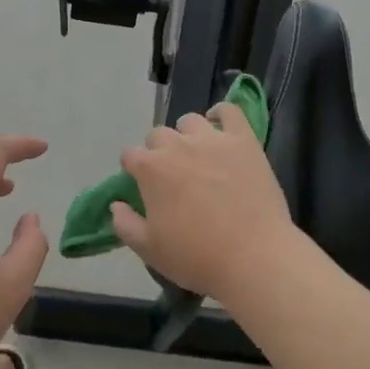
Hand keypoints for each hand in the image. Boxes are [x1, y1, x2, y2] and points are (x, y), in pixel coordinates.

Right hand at [110, 103, 298, 304]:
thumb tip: (116, 204)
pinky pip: (230, 111)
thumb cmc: (196, 256)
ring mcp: (212, 139)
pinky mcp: (243, 140)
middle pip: (158, 135)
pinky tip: (221, 130)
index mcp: (151, 169)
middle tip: (173, 177)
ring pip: (190, 121)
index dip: (134, 170)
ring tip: (198, 156)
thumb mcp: (149, 249)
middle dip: (159, 152)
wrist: (253, 257)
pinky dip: (222, 114)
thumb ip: (124, 224)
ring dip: (187, 135)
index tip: (143, 187)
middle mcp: (177, 145)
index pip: (130, 155)